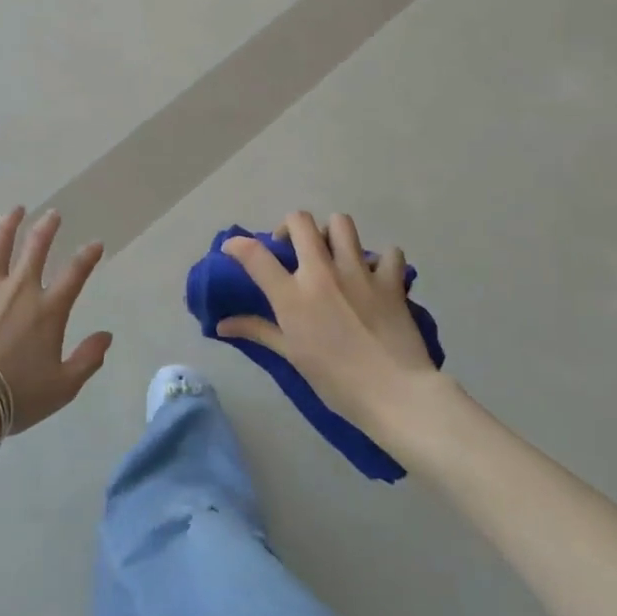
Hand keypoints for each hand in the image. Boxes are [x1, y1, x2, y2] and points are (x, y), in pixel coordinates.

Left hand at [0, 207, 112, 436]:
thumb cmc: (15, 396)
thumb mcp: (62, 387)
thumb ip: (88, 359)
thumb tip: (107, 336)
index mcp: (48, 310)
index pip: (75, 273)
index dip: (88, 256)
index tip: (95, 244)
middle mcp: (20, 288)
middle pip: (36, 247)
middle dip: (47, 227)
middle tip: (53, 214)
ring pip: (0, 244)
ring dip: (10, 223)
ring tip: (16, 210)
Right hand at [216, 211, 440, 437]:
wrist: (395, 394)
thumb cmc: (336, 381)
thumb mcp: (292, 355)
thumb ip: (258, 331)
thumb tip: (221, 325)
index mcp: (292, 294)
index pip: (254, 253)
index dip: (237, 244)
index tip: (233, 249)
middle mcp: (322, 272)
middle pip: (299, 221)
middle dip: (290, 227)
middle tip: (292, 249)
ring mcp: (358, 272)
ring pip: (341, 223)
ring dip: (332, 233)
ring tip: (333, 254)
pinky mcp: (390, 280)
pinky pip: (388, 252)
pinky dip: (382, 259)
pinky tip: (376, 275)